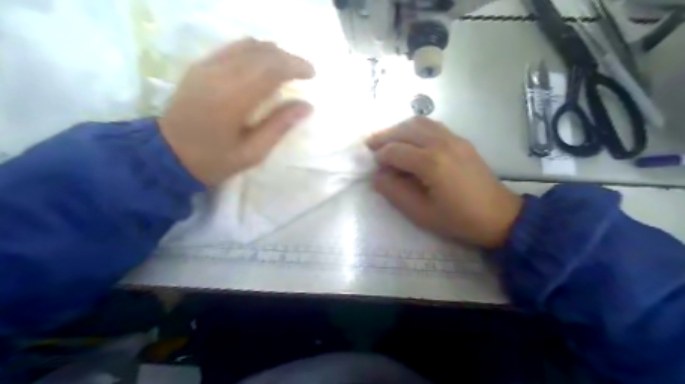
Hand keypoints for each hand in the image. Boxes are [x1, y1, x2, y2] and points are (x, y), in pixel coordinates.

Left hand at [160, 38, 313, 185]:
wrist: (167, 155)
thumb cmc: (214, 160)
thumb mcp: (253, 153)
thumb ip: (279, 126)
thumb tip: (307, 106)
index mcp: (233, 99)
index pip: (271, 69)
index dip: (295, 66)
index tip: (312, 74)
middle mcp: (220, 75)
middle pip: (262, 53)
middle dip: (288, 57)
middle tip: (304, 70)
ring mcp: (207, 67)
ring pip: (247, 46)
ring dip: (272, 52)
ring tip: (287, 66)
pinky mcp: (200, 66)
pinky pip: (232, 48)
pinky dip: (253, 50)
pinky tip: (263, 62)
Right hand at [367, 117, 522, 247]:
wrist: (499, 216)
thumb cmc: (458, 219)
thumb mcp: (421, 213)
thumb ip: (395, 192)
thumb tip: (378, 176)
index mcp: (430, 162)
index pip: (395, 151)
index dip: (380, 157)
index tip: (373, 166)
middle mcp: (441, 143)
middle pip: (405, 130)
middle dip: (384, 136)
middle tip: (370, 145)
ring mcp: (453, 138)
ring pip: (419, 123)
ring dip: (400, 129)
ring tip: (388, 140)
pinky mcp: (461, 140)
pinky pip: (433, 125)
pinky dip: (416, 128)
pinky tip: (411, 139)